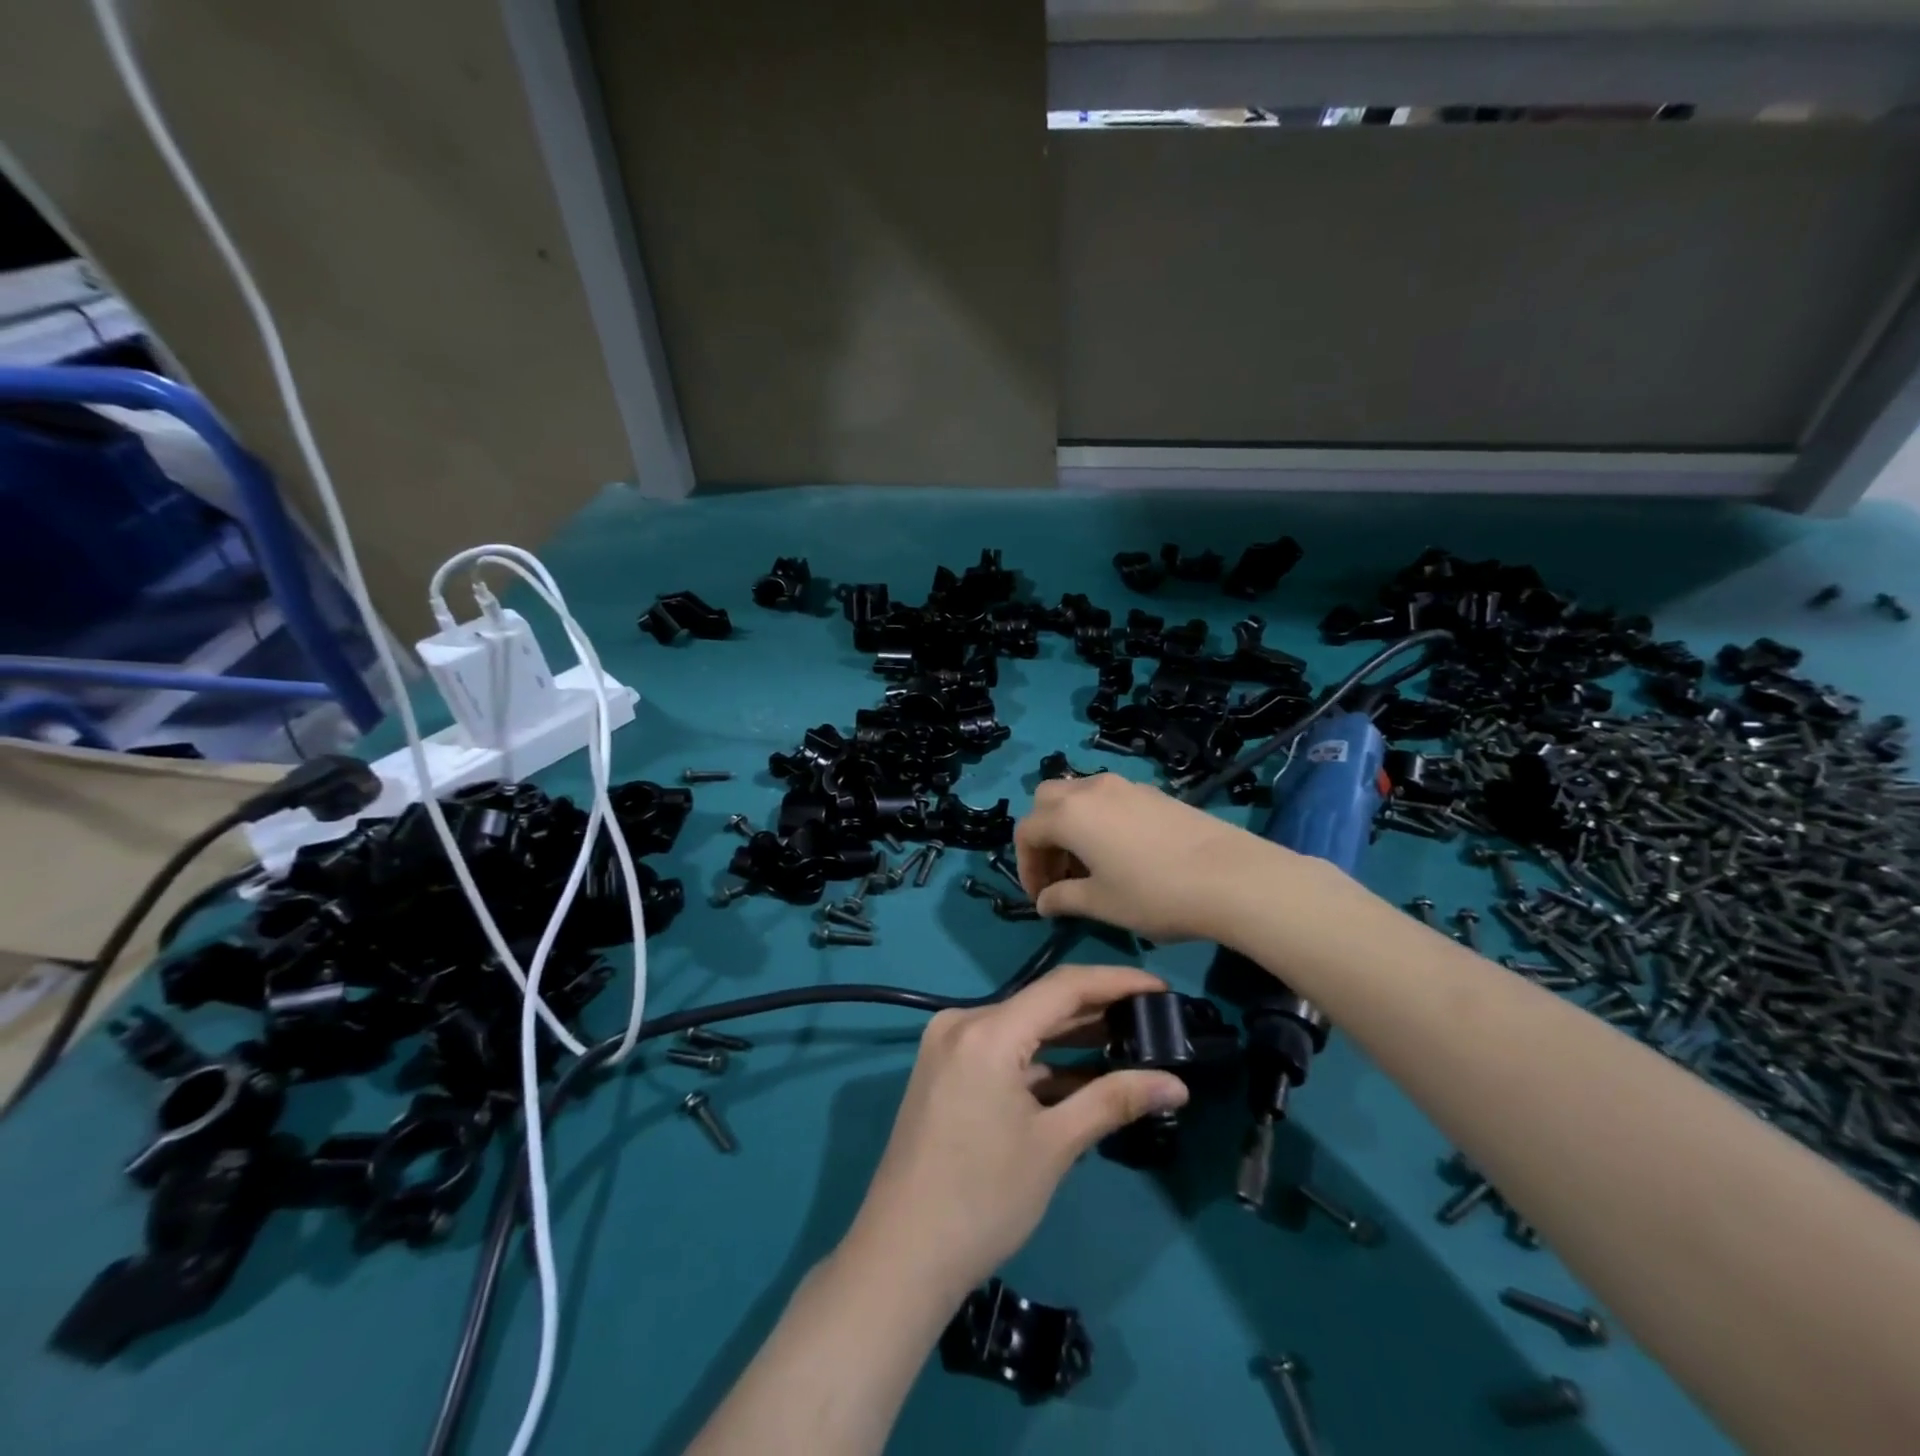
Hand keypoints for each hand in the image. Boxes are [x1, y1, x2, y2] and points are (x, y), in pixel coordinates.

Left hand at [842, 966, 1189, 1298]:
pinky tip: (1083, 1076)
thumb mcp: (1055, 1146)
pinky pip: (1003, 1050)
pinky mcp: (946, 1068)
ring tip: (1129, 1043)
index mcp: (987, 1030)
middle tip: (1153, 1020)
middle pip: (1042, 1003)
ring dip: (1071, 1037)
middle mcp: (963, 1021)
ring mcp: (950, 1044)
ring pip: (1023, 1027)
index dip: (1116, 982)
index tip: (1161, 988)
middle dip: (1098, 1010)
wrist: (903, 1255)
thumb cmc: (984, 1199)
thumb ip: (1114, 1101)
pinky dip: (1041, 1061)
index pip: (1064, 987)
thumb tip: (1177, 1084)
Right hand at [1015, 774, 1277, 942]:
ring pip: (1080, 795)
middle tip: (1059, 873)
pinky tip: (1122, 854)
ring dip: (1071, 825)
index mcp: (1070, 814)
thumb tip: (1044, 901)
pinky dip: (1099, 820)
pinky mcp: (1153, 792)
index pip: (1027, 831)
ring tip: (1089, 866)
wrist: (1231, 877)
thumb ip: (1063, 899)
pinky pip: (1109, 799)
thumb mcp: (1101, 904)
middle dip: (1044, 835)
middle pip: (1047, 800)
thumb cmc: (1154, 894)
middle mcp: (1091, 790)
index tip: (1041, 897)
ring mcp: (1125, 786)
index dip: (1026, 866)